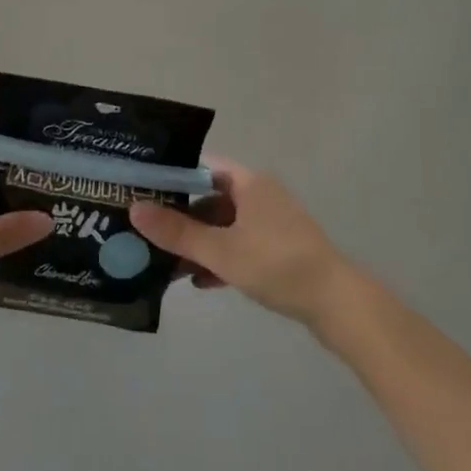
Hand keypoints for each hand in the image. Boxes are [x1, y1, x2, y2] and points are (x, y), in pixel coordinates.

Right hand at [129, 158, 353, 326]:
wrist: (337, 304)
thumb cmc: (276, 265)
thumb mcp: (221, 250)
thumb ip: (177, 232)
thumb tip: (134, 209)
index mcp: (249, 182)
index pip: (201, 167)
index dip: (171, 177)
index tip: (141, 191)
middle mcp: (260, 195)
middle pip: (210, 199)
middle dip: (180, 219)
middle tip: (146, 233)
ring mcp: (272, 223)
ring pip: (224, 226)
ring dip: (198, 244)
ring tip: (166, 264)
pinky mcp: (279, 249)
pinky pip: (240, 245)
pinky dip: (220, 258)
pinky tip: (200, 281)